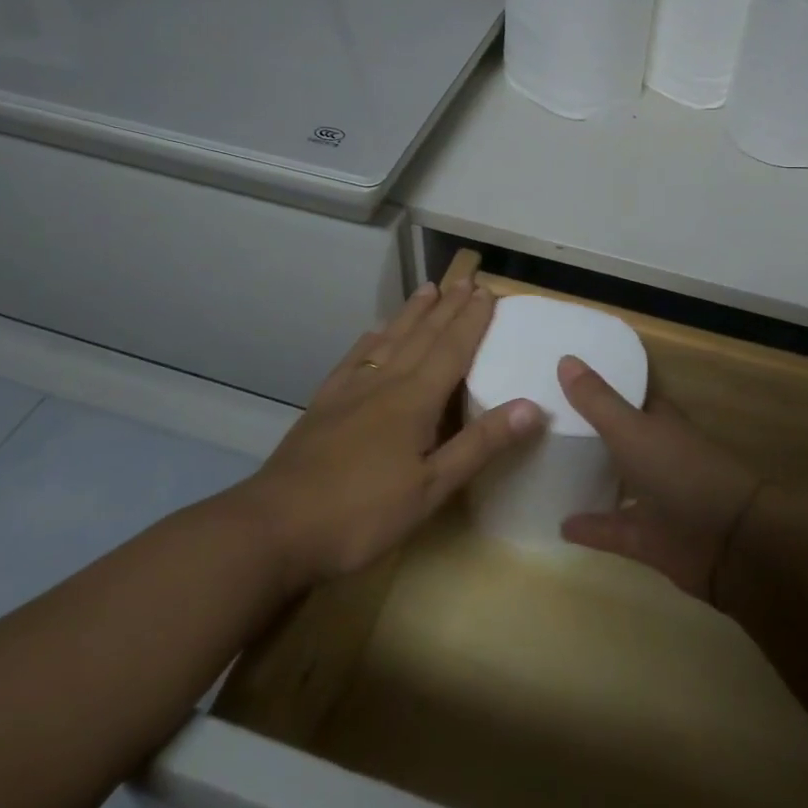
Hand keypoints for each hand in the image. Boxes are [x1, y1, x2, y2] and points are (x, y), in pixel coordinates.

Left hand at [245, 274, 543, 589]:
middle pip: (422, 336)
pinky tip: (373, 333)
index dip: (472, 320)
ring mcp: (349, 391)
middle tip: (465, 281)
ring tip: (427, 289)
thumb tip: (532, 406)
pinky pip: (353, 360)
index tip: (487, 292)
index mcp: (415, 400)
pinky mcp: (323, 405)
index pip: (452, 349)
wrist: (275, 527)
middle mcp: (384, 383)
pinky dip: (369, 341)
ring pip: (388, 340)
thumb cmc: (362, 513)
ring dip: (411, 314)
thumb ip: (480, 445)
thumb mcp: (431, 489)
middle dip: (447, 308)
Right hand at [557, 355, 760, 598]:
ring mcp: (655, 498)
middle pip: (618, 439)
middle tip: (545, 423)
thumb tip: (565, 358)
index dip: (599, 388)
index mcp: (658, 422)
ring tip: (547, 471)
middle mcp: (656, 455)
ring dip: (589, 478)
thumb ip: (598, 401)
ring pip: (617, 482)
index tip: (561, 379)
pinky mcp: (649, 536)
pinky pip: (612, 528)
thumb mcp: (632, 430)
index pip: (627, 396)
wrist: (730, 541)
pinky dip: (590, 527)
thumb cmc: (681, 472)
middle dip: (588, 432)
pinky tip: (560, 525)